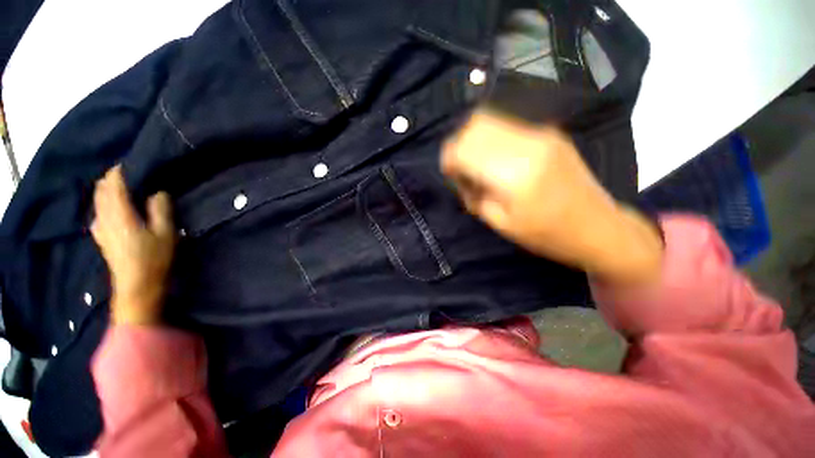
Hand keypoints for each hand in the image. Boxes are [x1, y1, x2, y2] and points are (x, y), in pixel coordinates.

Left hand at [91, 166, 175, 324]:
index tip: (130, 163)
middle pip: (101, 191)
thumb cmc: (154, 259)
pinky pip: (97, 212)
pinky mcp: (101, 237)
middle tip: (126, 173)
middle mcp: (105, 217)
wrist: (136, 286)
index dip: (120, 172)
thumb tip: (158, 192)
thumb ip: (160, 210)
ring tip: (119, 186)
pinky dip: (103, 203)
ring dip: (105, 190)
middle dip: (110, 179)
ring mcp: (100, 228)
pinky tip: (111, 207)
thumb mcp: (165, 234)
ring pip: (97, 201)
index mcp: (120, 214)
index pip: (114, 185)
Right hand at [441, 111, 662, 284]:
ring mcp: (541, 133)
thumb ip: (473, 194)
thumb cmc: (546, 235)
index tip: (449, 174)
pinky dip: (490, 139)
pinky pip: (506, 126)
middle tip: (460, 169)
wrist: (598, 227)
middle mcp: (527, 143)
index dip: (449, 158)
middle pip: (475, 125)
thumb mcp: (500, 223)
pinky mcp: (548, 133)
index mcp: (514, 173)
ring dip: (473, 140)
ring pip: (489, 119)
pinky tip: (496, 160)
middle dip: (458, 145)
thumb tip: (460, 174)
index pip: (464, 148)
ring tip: (477, 165)